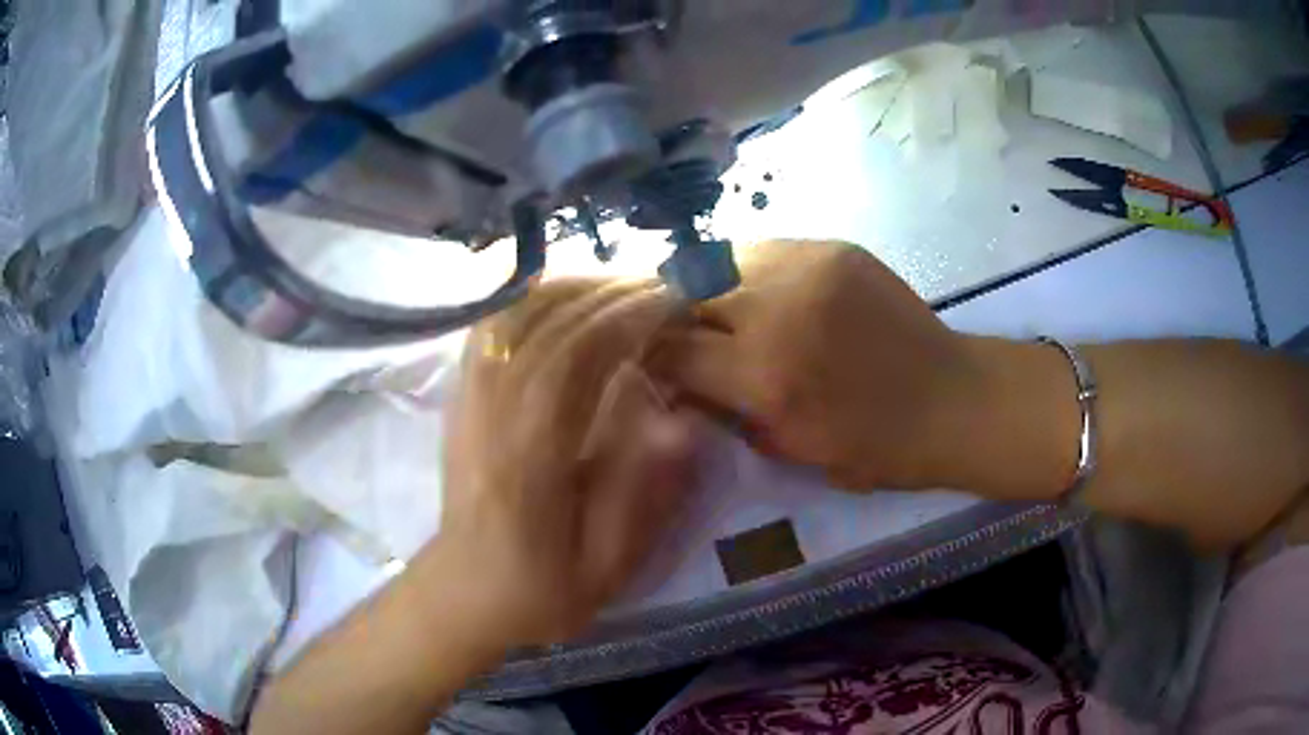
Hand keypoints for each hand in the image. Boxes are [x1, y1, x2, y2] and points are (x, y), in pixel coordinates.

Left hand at [435, 278, 702, 646]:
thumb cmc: (542, 586)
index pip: (582, 353)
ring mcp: (469, 396)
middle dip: (612, 293)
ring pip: (518, 313)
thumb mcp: (607, 564)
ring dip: (573, 289)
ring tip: (621, 288)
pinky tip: (560, 299)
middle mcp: (494, 407)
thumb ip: (643, 491)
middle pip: (552, 322)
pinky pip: (491, 326)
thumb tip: (680, 420)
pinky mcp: (460, 396)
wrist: (466, 591)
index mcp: (533, 450)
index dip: (632, 316)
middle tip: (661, 286)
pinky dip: (528, 300)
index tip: (676, 300)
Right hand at [656, 240, 985, 490]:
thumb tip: (685, 382)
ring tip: (718, 305)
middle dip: (674, 313)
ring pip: (722, 257)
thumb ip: (728, 412)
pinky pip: (767, 248)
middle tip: (682, 331)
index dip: (656, 358)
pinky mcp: (834, 248)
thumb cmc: (874, 446)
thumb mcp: (791, 449)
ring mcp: (807, 267)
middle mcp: (776, 309)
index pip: (674, 350)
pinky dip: (751, 269)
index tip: (660, 365)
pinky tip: (763, 291)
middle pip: (687, 290)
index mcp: (764, 375)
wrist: (950, 398)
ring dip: (708, 282)